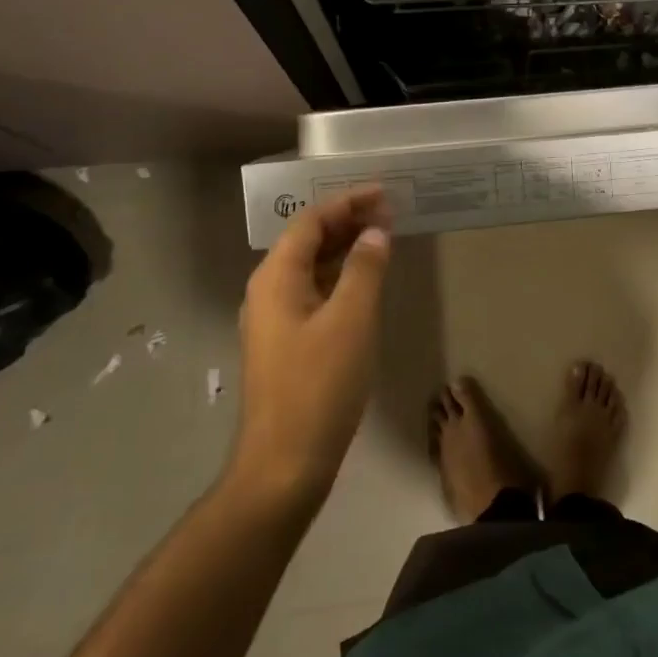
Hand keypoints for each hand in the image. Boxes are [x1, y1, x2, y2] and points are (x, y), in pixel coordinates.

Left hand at [232, 186, 392, 503]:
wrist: (284, 463)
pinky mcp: (286, 343)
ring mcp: (274, 319)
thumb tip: (375, 233)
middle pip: (307, 241)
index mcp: (276, 278)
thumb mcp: (351, 320)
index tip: (383, 193)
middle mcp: (268, 291)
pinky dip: (340, 277)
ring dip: (345, 248)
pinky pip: (314, 292)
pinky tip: (364, 282)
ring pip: (311, 267)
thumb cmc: (319, 385)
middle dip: (347, 221)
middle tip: (388, 211)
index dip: (346, 202)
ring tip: (382, 237)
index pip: (310, 221)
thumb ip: (364, 269)